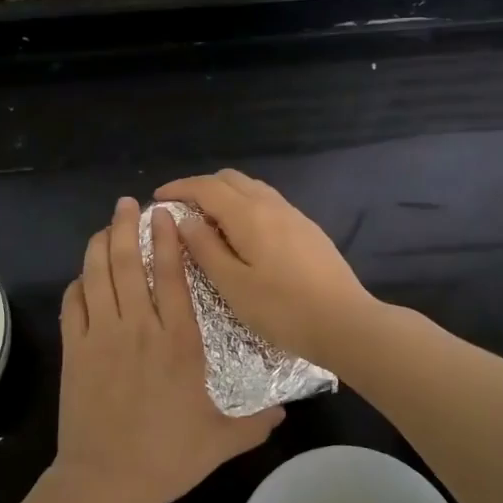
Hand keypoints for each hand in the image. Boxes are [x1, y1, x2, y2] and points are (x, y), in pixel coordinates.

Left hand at [56, 197, 282, 502]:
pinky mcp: (74, 351)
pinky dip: (77, 284)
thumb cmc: (169, 456)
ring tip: (104, 225)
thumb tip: (286, 413)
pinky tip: (82, 277)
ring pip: (97, 276)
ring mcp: (101, 336)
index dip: (166, 239)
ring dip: (99, 245)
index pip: (171, 275)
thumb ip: (256, 422)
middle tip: (126, 204)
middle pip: (127, 263)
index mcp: (179, 340)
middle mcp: (139, 327)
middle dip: (125, 227)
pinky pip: (72, 305)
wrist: (108, 479)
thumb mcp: (223, 440)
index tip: (166, 214)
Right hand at [153, 170, 381, 366]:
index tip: (157, 198)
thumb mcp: (232, 285)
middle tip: (181, 210)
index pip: (206, 187)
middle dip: (201, 187)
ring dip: (225, 195)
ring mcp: (294, 215)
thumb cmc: (282, 309)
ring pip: (252, 189)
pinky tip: (242, 235)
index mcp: (249, 214)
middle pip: (230, 179)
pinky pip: (268, 203)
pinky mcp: (308, 230)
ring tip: (208, 222)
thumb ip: (205, 248)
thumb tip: (184, 220)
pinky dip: (245, 207)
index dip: (179, 188)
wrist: (345, 322)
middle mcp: (272, 205)